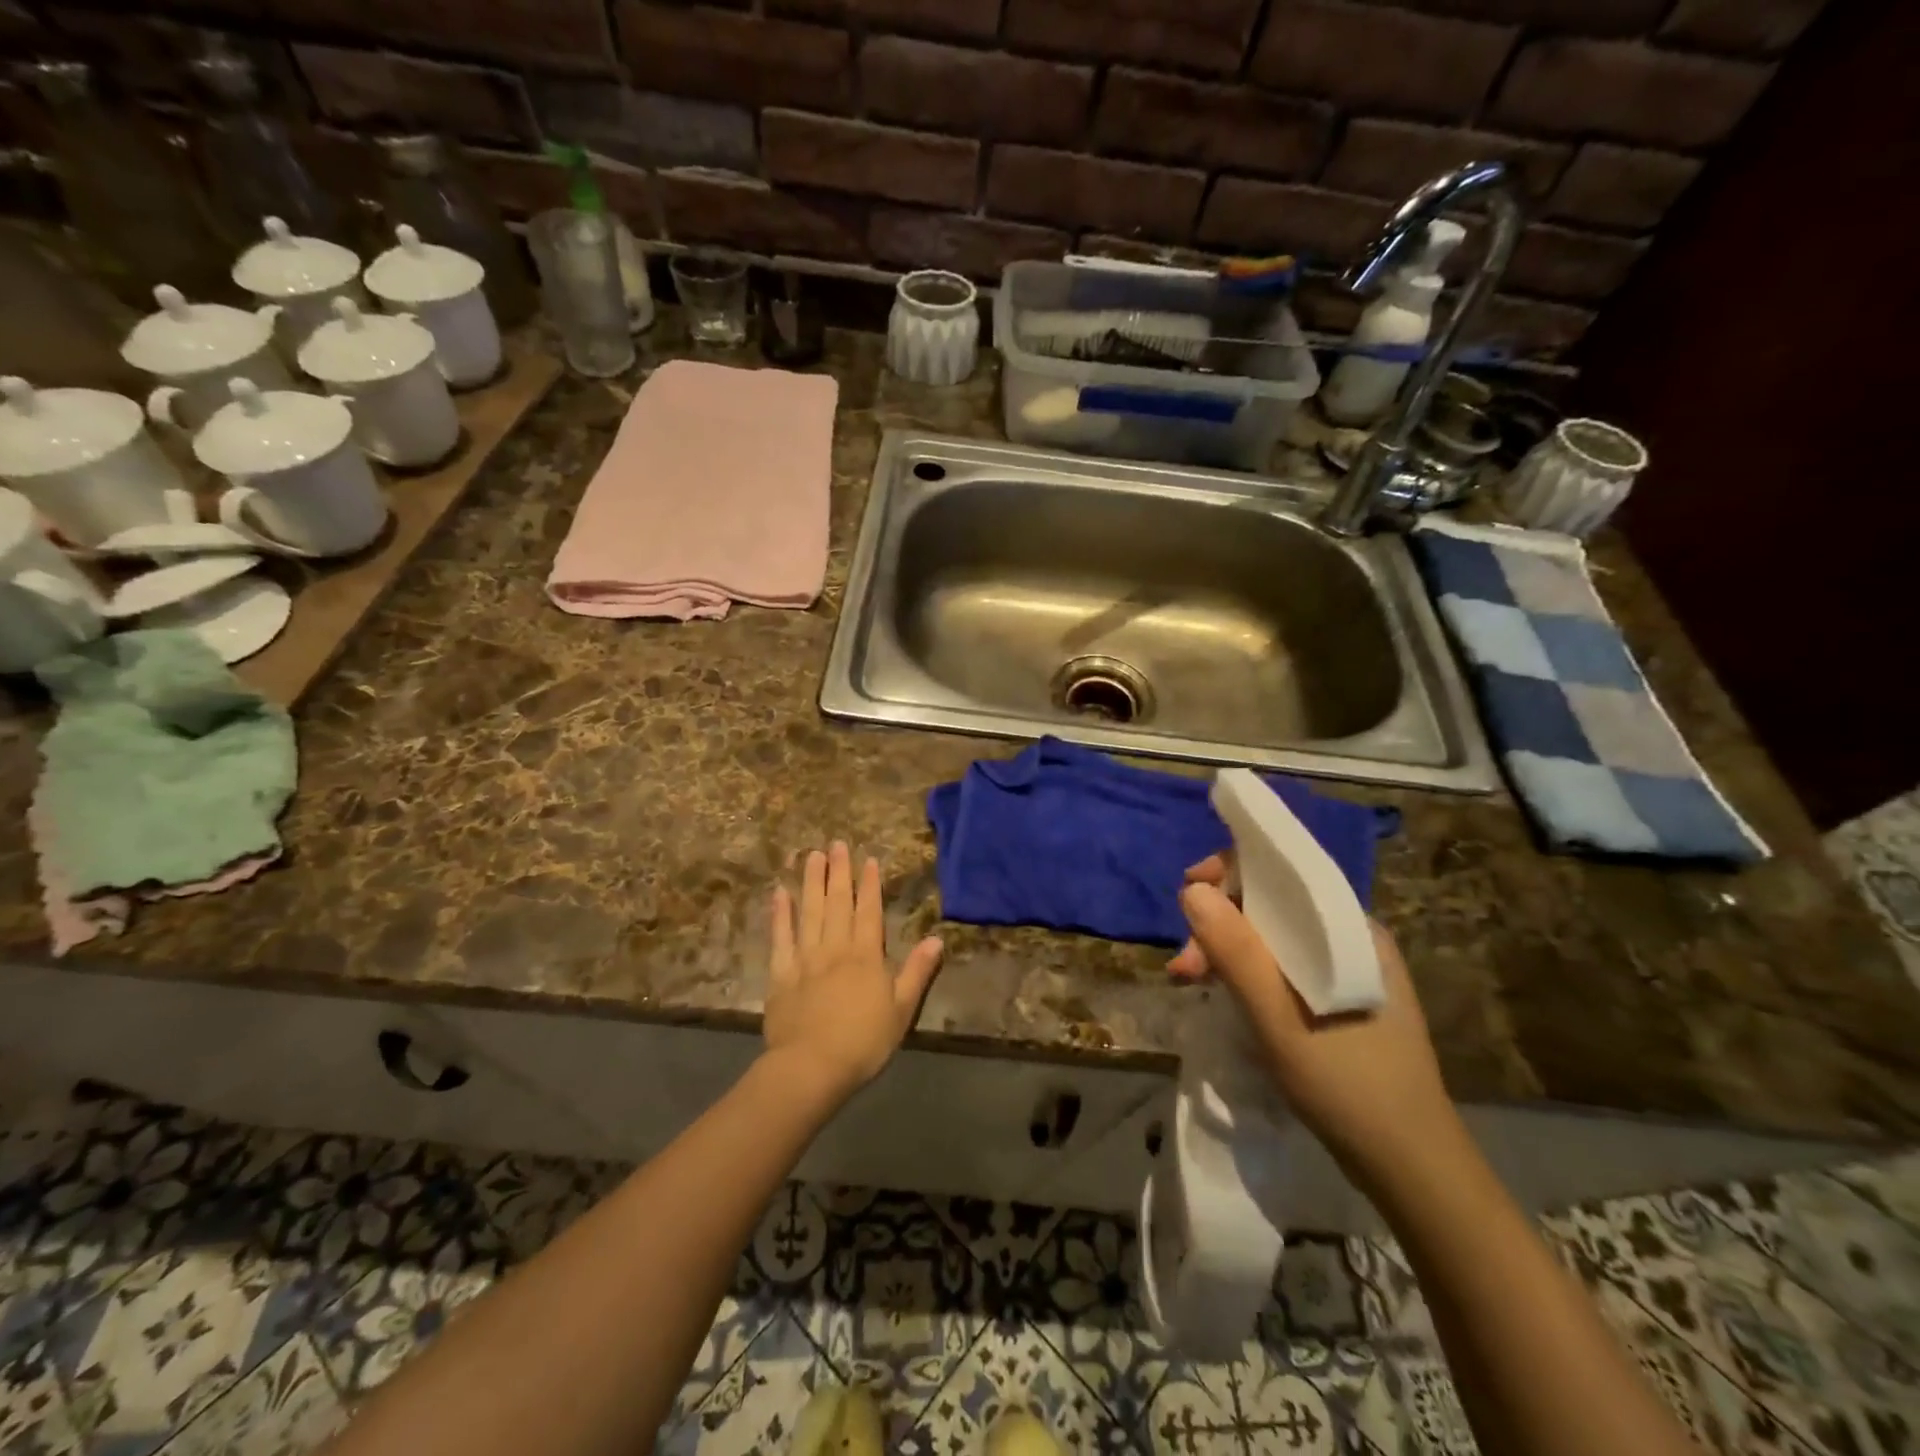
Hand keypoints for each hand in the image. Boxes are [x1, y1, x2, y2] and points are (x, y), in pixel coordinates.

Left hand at [763, 841, 944, 1102]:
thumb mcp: (902, 1009)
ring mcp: (805, 958)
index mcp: (866, 955)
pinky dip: (780, 915)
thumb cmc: (864, 1042)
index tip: (868, 859)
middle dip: (839, 872)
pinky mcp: (781, 974)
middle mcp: (835, 947)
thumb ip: (918, 971)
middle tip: (836, 844)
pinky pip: (781, 938)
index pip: (869, 911)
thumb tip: (937, 939)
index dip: (869, 884)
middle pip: (837, 903)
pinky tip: (780, 894)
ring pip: (809, 912)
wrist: (812, 1067)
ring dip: (811, 882)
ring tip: (812, 856)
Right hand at [1169, 853, 1461, 1185]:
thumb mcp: (1278, 1017)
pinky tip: (1223, 993)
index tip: (1187, 895)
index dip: (1229, 872)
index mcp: (1349, 927)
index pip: (1283, 871)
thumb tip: (1192, 890)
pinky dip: (1246, 973)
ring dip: (1226, 950)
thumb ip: (1235, 950)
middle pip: (1271, 905)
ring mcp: (1347, 969)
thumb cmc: (1346, 1084)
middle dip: (1218, 923)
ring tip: (1190, 983)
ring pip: (1272, 937)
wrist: (1411, 1167)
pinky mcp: (1340, 998)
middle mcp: (1350, 937)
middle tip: (1182, 967)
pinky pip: (1282, 965)